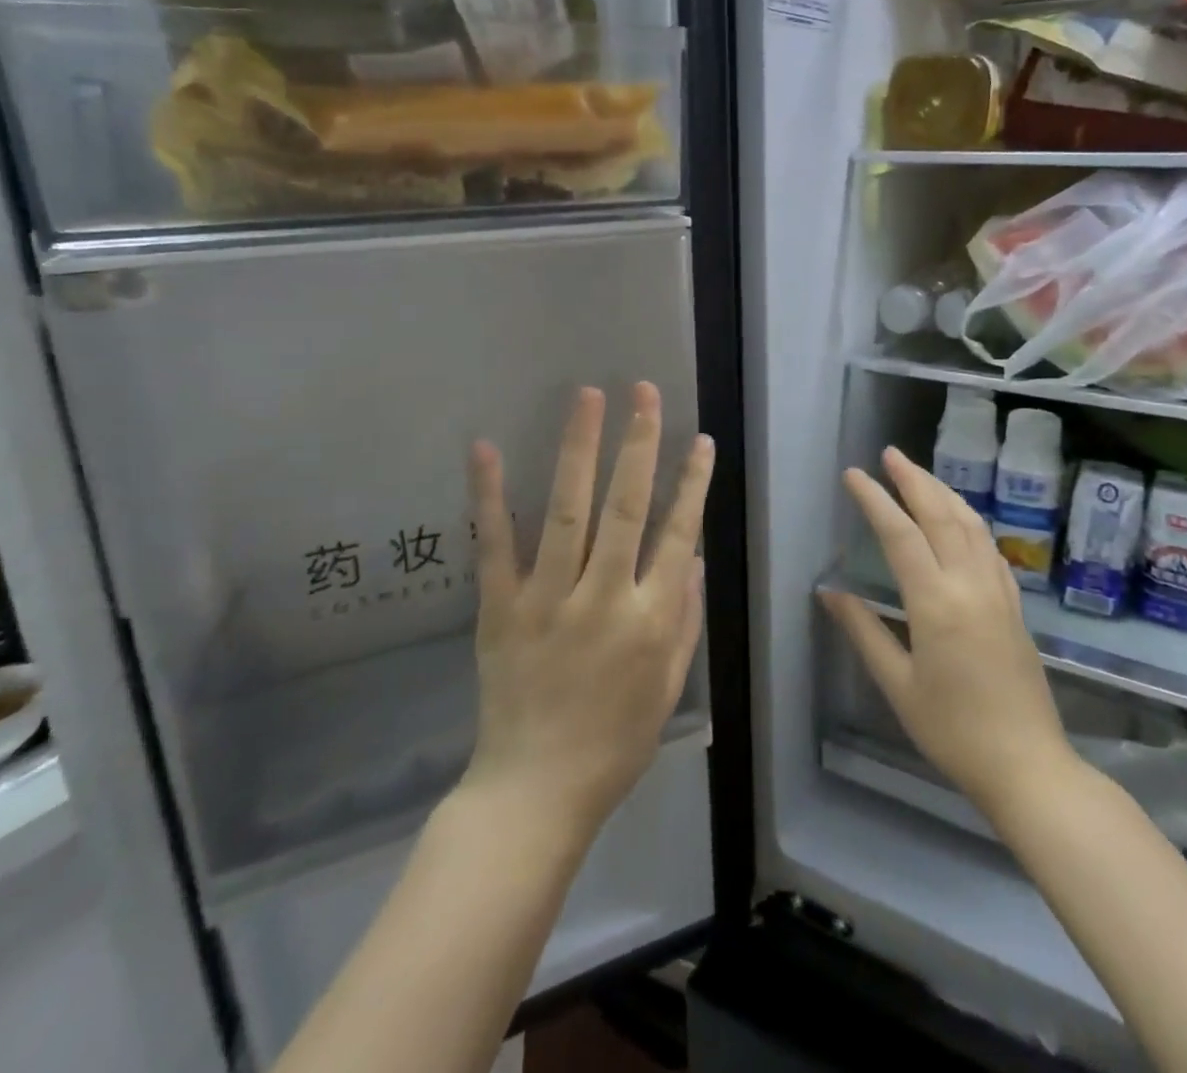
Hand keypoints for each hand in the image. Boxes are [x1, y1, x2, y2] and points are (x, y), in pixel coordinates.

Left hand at [463, 382, 712, 840]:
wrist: (534, 794)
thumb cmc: (614, 744)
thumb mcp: (668, 687)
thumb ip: (683, 618)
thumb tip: (692, 553)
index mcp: (649, 620)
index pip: (677, 534)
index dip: (692, 483)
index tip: (699, 438)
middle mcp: (603, 599)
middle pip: (625, 508)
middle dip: (638, 444)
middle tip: (643, 392)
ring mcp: (547, 600)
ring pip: (567, 512)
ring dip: (578, 450)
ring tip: (588, 398)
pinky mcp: (499, 609)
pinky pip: (495, 546)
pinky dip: (490, 496)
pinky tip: (486, 448)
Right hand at [823, 447, 1078, 827]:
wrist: (1028, 766)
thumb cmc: (953, 731)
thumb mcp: (898, 686)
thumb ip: (864, 631)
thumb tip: (830, 592)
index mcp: (936, 603)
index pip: (900, 534)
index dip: (875, 500)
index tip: (854, 475)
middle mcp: (970, 585)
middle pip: (941, 515)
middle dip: (914, 479)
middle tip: (890, 454)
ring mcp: (998, 592)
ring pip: (971, 525)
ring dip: (944, 492)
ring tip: (920, 474)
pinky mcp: (1014, 606)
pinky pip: (990, 547)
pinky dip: (970, 521)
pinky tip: (960, 520)